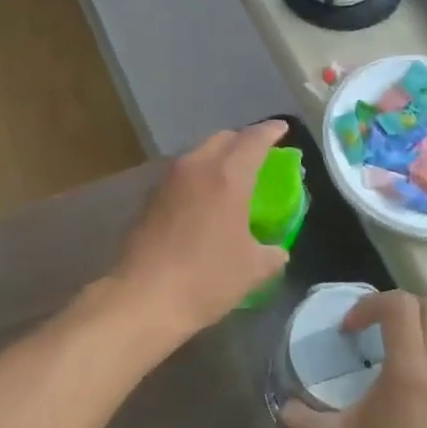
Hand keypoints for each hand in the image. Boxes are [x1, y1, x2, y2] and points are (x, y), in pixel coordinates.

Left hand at [109, 121, 291, 349]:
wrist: (143, 297)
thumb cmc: (206, 279)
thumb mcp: (253, 269)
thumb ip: (272, 252)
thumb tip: (277, 250)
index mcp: (228, 176)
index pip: (254, 139)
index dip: (271, 131)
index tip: (283, 129)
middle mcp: (196, 167)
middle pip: (222, 139)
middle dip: (242, 141)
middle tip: (258, 155)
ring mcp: (168, 181)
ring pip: (198, 154)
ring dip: (217, 158)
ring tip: (231, 177)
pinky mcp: (149, 198)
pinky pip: (181, 175)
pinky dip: (197, 177)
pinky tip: (202, 200)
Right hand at [282, 292, 426, 427]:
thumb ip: (298, 419)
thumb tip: (285, 405)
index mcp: (410, 372)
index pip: (400, 305)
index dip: (369, 304)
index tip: (347, 331)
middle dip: (400, 307)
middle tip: (370, 330)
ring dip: (420, 333)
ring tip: (387, 360)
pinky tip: (407, 403)